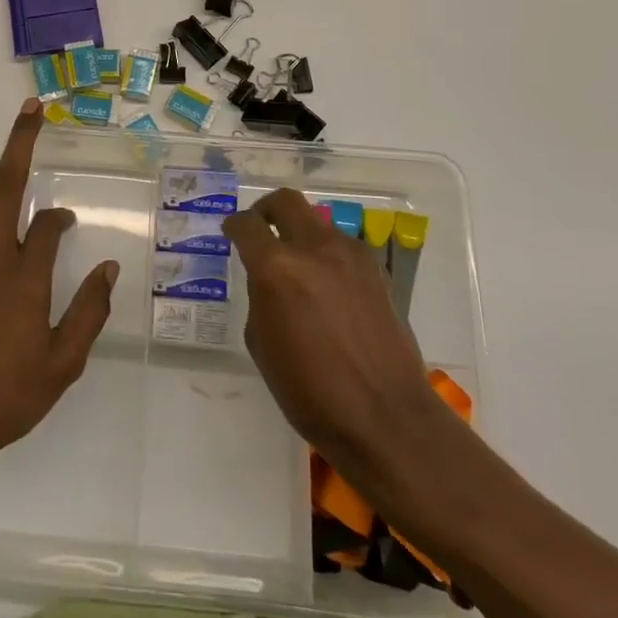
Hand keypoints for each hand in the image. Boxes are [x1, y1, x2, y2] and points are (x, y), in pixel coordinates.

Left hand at [0, 100, 118, 468]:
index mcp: (24, 277)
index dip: (61, 217)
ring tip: (12, 201)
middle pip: (3, 186)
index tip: (68, 222)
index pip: (47, 225)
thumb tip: (109, 268)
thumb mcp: (63, 363)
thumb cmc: (8, 396)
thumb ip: (90, 311)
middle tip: (32, 111)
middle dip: (20, 143)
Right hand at [223, 189, 450, 474]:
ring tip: (298, 267)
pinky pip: (342, 247)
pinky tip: (328, 288)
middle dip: (267, 210)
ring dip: (301, 234)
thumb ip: (260, 297)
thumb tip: (268, 277)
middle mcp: (314, 248)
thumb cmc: (311, 392)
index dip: (234, 226)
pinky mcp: (376, 269)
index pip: (246, 225)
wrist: (386, 417)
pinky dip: (327, 255)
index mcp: (277, 268)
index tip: (231, 233)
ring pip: (317, 222)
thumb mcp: (261, 344)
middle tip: (261, 228)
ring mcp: (350, 255)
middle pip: (285, 201)